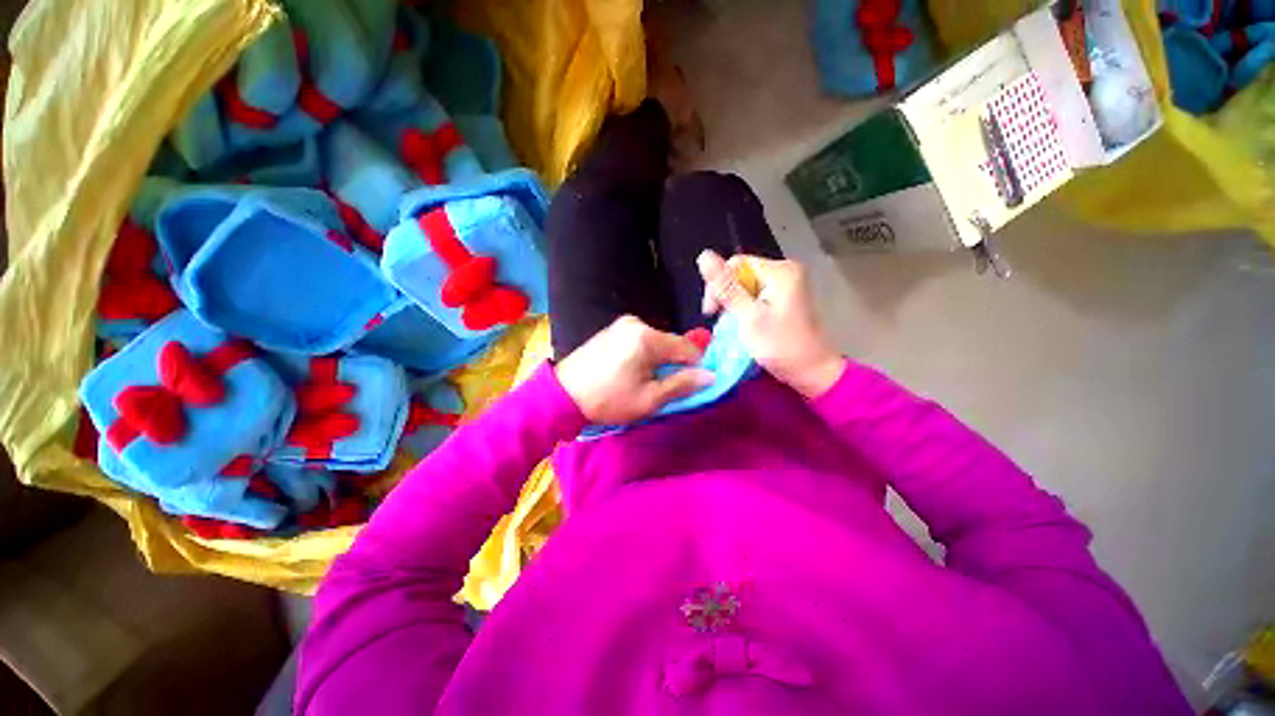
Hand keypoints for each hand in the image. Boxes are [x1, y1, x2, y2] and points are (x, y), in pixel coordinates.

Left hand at [555, 315, 713, 423]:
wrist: (563, 394)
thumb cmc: (608, 400)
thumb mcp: (649, 399)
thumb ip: (682, 384)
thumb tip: (710, 375)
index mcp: (647, 338)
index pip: (687, 347)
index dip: (696, 366)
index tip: (692, 384)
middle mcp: (637, 323)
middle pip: (671, 343)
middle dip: (673, 364)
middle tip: (662, 387)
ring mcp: (623, 324)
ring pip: (657, 343)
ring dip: (658, 360)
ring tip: (642, 381)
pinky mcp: (613, 329)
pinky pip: (641, 340)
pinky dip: (645, 355)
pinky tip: (631, 371)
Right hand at [699, 251, 844, 398]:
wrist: (812, 373)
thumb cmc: (781, 346)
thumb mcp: (748, 317)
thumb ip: (726, 288)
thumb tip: (703, 255)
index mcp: (780, 271)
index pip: (736, 264)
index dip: (718, 284)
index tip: (712, 313)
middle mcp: (785, 272)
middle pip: (740, 274)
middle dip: (726, 297)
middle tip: (721, 322)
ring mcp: (786, 286)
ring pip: (745, 288)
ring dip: (733, 306)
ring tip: (732, 327)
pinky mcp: (784, 300)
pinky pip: (755, 297)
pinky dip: (744, 311)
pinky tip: (743, 326)